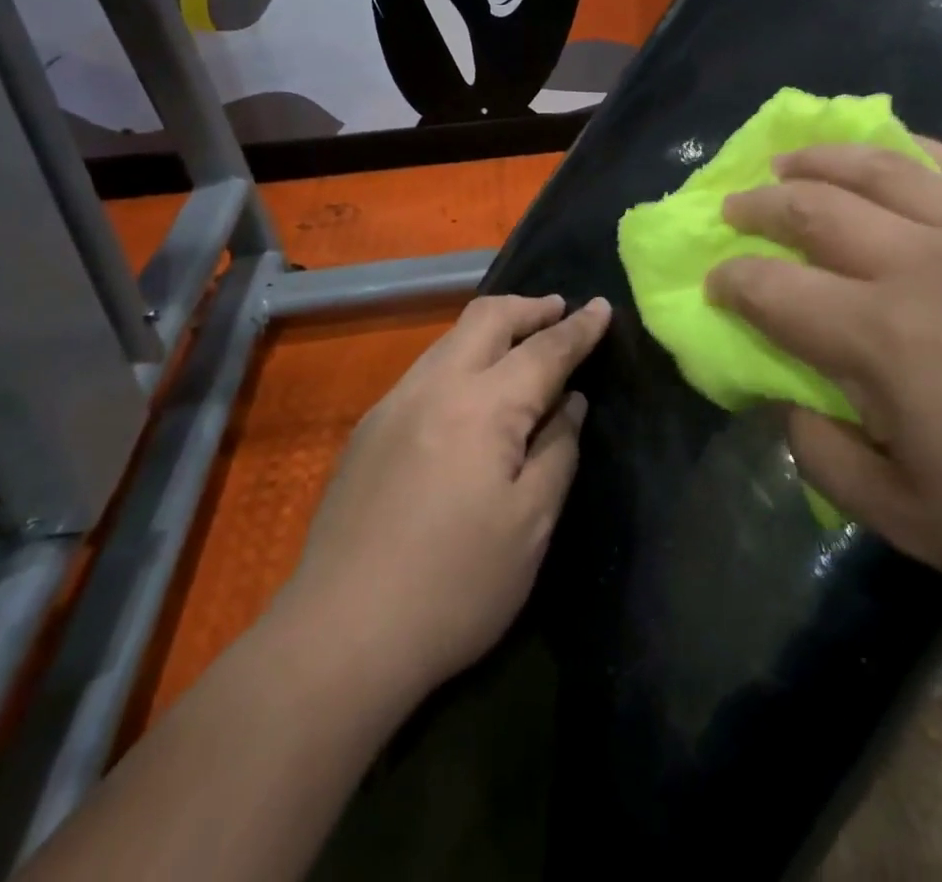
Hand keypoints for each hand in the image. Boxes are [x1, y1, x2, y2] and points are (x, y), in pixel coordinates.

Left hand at [278, 293, 610, 698]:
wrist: (339, 636)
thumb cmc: (455, 586)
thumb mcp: (530, 524)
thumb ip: (557, 450)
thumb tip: (570, 403)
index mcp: (482, 406)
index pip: (543, 350)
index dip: (579, 329)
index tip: (602, 306)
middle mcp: (435, 386)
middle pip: (487, 318)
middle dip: (530, 307)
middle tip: (561, 311)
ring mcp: (393, 403)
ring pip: (450, 338)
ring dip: (493, 329)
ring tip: (522, 344)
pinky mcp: (369, 429)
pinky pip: (427, 370)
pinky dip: (462, 359)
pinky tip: (472, 393)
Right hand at [706, 140, 941, 640]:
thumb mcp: (910, 523)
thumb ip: (826, 457)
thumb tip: (788, 403)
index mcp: (878, 338)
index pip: (770, 288)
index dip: (730, 282)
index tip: (714, 285)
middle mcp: (920, 265)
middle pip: (813, 208)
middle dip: (758, 205)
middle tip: (734, 209)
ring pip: (880, 168)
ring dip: (820, 159)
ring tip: (789, 159)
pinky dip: (914, 150)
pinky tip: (893, 150)